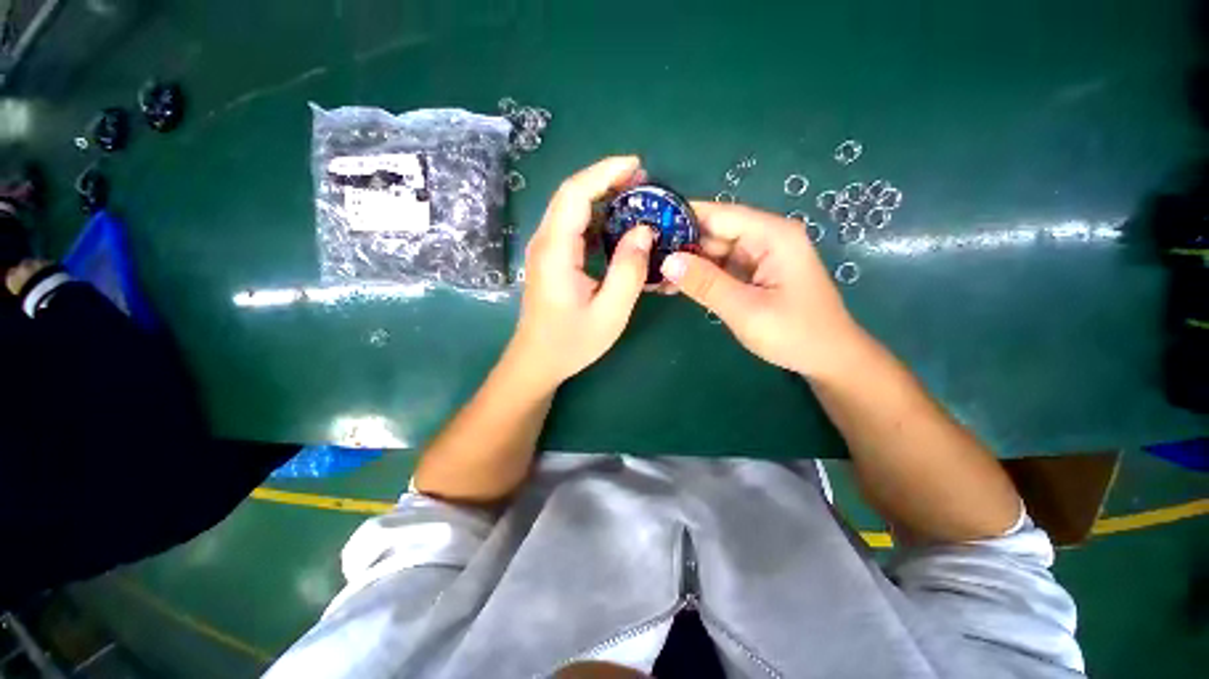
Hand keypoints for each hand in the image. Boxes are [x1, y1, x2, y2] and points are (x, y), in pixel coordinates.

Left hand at [508, 156, 652, 387]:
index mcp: (556, 251)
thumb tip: (643, 231)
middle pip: (571, 195)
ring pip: (570, 209)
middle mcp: (545, 242)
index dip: (605, 172)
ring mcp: (544, 250)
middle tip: (642, 181)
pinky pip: (572, 227)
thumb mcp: (610, 312)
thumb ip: (628, 271)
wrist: (537, 362)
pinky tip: (616, 225)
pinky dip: (596, 217)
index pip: (575, 194)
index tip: (637, 165)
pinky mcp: (550, 259)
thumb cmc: (572, 342)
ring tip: (634, 197)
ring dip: (601, 197)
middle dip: (606, 179)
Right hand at [660, 203, 861, 377]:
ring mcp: (758, 256)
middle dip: (679, 244)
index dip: (682, 217)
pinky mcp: (752, 273)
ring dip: (685, 262)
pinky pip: (719, 267)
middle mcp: (765, 238)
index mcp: (771, 235)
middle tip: (642, 256)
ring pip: (713, 250)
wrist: (827, 359)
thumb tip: (666, 261)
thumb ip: (705, 283)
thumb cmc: (794, 333)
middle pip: (713, 231)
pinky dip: (698, 275)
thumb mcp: (745, 309)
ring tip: (650, 272)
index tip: (646, 225)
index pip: (718, 215)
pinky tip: (672, 283)